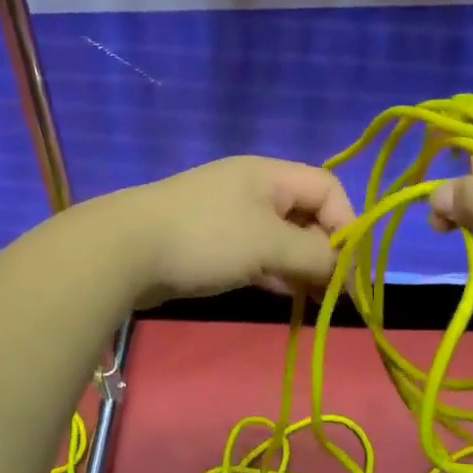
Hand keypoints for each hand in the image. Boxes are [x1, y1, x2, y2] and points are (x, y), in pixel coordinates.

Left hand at [108, 156, 356, 307]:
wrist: (124, 251)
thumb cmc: (206, 239)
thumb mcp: (269, 245)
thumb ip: (315, 255)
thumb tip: (344, 268)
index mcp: (269, 175)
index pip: (327, 188)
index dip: (346, 224)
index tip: (349, 266)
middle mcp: (252, 188)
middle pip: (306, 213)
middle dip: (324, 249)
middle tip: (333, 289)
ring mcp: (229, 215)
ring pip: (281, 237)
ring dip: (300, 265)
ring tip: (311, 297)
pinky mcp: (211, 241)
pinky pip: (255, 253)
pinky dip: (273, 271)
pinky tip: (282, 294)